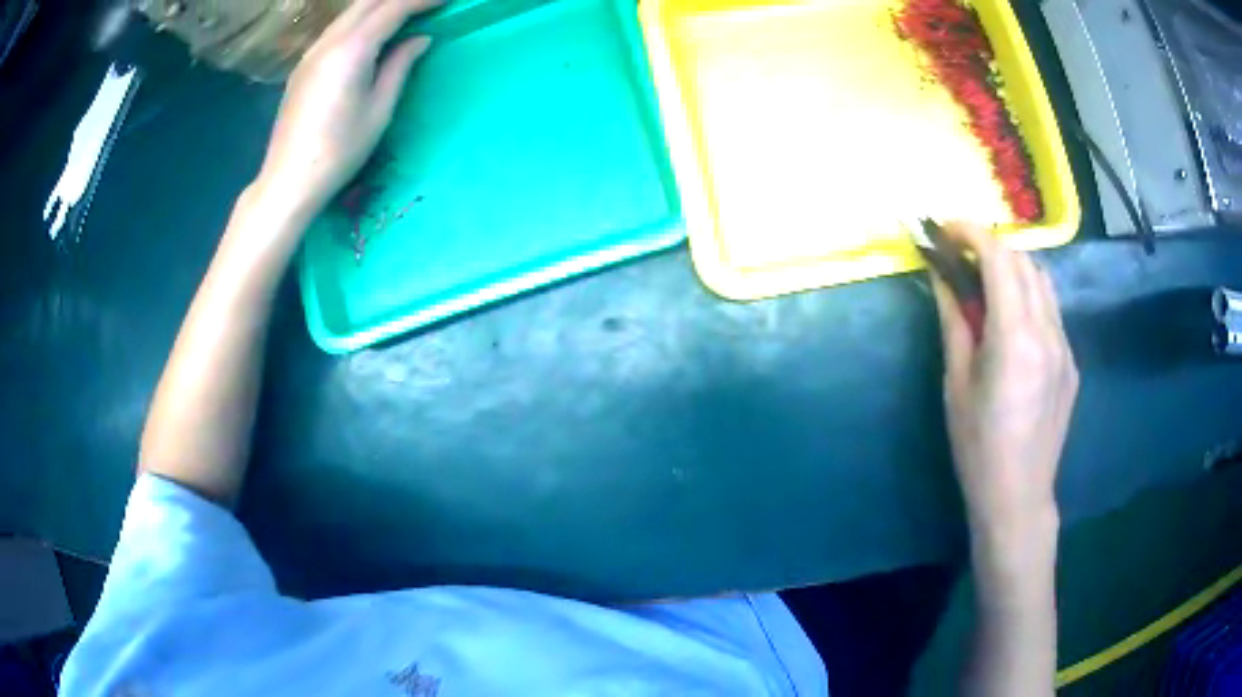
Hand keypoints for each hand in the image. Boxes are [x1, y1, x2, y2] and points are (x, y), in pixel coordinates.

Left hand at [254, 0, 439, 224]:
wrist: (288, 180)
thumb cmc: (339, 151)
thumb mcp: (379, 110)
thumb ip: (399, 66)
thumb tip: (420, 39)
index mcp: (351, 50)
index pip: (392, 8)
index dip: (422, 0)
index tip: (446, 0)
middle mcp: (329, 42)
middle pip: (368, 2)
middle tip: (427, 5)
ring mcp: (312, 52)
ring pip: (350, 12)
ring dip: (379, 5)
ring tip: (405, 12)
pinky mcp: (304, 65)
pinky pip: (337, 28)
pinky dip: (361, 19)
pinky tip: (373, 31)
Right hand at [930, 223, 1077, 545]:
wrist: (1019, 495)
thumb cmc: (978, 446)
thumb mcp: (956, 383)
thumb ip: (954, 321)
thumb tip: (941, 276)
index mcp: (1016, 336)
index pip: (999, 258)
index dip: (971, 233)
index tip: (945, 229)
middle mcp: (1048, 331)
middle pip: (1024, 261)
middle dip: (991, 246)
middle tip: (960, 257)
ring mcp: (1065, 346)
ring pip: (1043, 282)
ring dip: (1013, 268)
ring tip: (986, 284)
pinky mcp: (1071, 362)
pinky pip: (1052, 312)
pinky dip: (1029, 297)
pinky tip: (1011, 324)